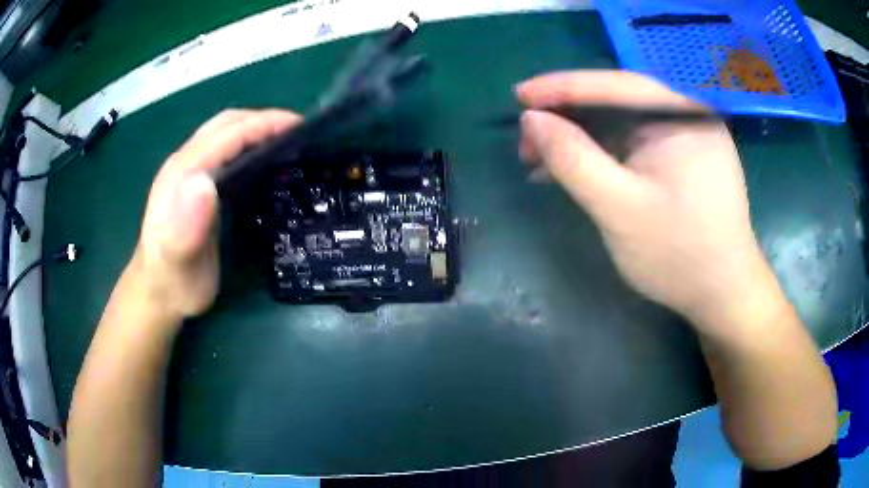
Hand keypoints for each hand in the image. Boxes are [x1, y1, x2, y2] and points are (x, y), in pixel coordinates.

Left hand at [132, 109, 301, 320]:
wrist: (157, 295)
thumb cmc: (172, 282)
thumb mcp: (178, 261)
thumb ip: (186, 226)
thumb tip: (204, 182)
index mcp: (181, 173)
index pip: (226, 134)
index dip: (262, 124)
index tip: (299, 127)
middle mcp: (185, 164)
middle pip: (226, 125)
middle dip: (264, 121)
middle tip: (300, 134)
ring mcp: (189, 174)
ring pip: (226, 136)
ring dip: (256, 130)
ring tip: (287, 143)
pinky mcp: (196, 186)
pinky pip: (225, 153)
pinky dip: (249, 147)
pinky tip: (264, 163)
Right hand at [516, 70, 774, 331]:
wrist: (723, 295)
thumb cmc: (678, 255)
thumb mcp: (619, 208)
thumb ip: (574, 158)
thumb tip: (533, 119)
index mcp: (684, 116)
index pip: (616, 85)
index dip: (562, 87)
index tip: (519, 94)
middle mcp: (688, 115)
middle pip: (619, 102)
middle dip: (570, 118)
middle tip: (528, 141)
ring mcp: (688, 137)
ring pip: (624, 124)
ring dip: (582, 139)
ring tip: (541, 159)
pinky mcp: (684, 158)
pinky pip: (637, 144)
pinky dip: (604, 154)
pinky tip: (577, 169)